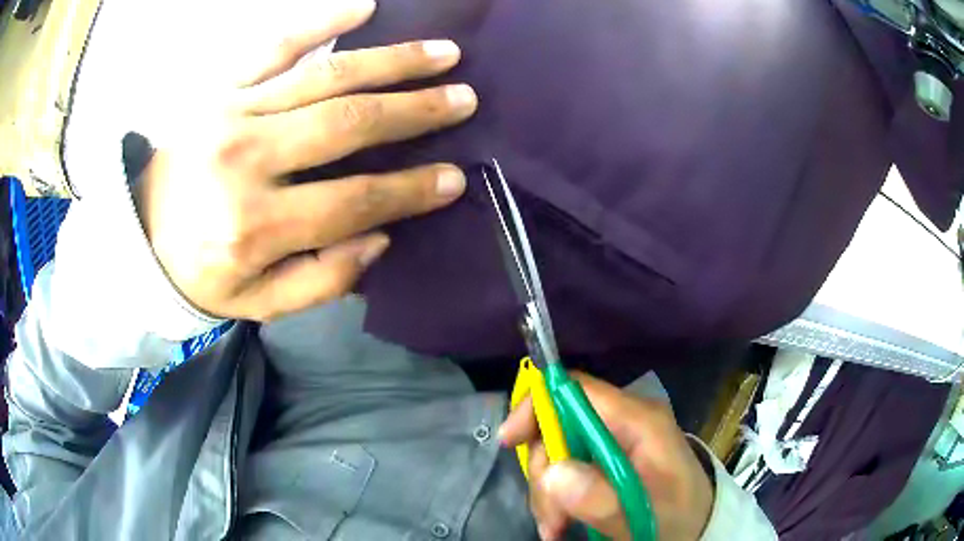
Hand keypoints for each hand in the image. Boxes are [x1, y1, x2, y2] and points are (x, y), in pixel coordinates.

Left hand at [134, 0, 476, 320]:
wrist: (140, 234)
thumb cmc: (200, 272)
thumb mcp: (259, 303)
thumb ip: (323, 281)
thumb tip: (380, 236)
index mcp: (255, 227)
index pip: (353, 201)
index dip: (410, 189)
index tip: (455, 177)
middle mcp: (244, 161)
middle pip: (347, 125)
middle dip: (415, 110)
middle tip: (464, 98)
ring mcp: (231, 112)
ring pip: (324, 76)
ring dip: (391, 61)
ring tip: (442, 52)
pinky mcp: (219, 86)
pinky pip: (274, 43)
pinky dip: (321, 21)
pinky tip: (364, 7)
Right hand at [499, 373, 714, 540]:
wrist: (696, 527)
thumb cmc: (677, 516)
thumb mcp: (642, 513)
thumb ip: (601, 497)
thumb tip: (552, 472)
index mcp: (637, 419)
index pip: (576, 389)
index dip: (538, 405)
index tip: (511, 442)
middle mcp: (621, 423)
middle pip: (558, 427)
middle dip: (544, 473)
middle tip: (551, 516)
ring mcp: (612, 444)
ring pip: (556, 454)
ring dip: (547, 494)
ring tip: (556, 529)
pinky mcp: (605, 463)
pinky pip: (565, 472)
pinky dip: (554, 499)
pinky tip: (560, 525)